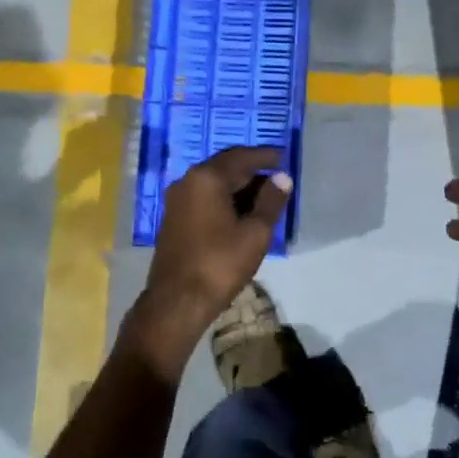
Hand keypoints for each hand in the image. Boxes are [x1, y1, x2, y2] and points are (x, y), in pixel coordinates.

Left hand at [138, 145, 291, 346]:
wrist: (177, 301)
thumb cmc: (220, 264)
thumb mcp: (255, 233)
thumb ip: (271, 201)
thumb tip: (282, 178)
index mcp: (207, 178)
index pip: (241, 157)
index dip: (265, 156)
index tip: (284, 157)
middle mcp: (187, 181)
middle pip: (225, 167)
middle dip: (252, 170)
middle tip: (277, 177)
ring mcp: (177, 200)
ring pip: (214, 183)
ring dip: (239, 186)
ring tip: (265, 197)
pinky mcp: (174, 218)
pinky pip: (204, 198)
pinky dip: (224, 199)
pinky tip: (241, 213)